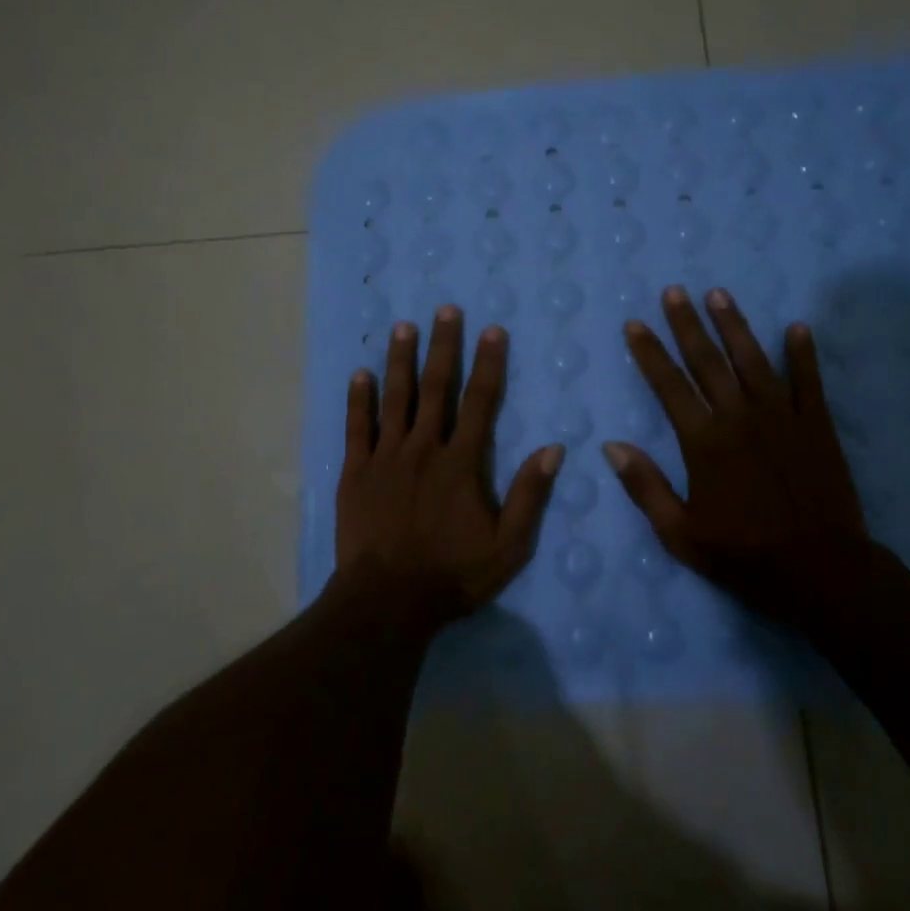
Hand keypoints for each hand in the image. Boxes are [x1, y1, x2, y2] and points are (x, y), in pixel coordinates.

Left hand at [332, 307, 564, 630]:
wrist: (388, 600)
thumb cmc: (453, 574)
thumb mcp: (509, 545)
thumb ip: (529, 495)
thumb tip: (554, 449)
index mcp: (462, 463)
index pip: (480, 402)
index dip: (488, 364)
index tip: (492, 330)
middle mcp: (424, 448)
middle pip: (436, 388)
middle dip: (443, 346)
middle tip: (445, 310)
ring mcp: (386, 457)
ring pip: (395, 398)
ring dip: (400, 360)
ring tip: (402, 327)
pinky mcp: (356, 471)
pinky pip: (357, 427)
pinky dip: (358, 399)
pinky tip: (359, 373)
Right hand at [603, 286, 869, 624]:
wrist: (822, 571)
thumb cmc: (744, 555)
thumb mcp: (680, 533)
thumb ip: (645, 487)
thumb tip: (612, 446)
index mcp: (704, 442)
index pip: (669, 386)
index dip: (649, 353)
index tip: (635, 324)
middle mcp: (740, 418)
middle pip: (708, 361)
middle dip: (687, 324)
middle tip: (674, 291)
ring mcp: (782, 418)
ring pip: (753, 360)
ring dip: (735, 325)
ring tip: (719, 294)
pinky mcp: (816, 426)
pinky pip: (808, 382)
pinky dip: (803, 354)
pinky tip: (797, 327)